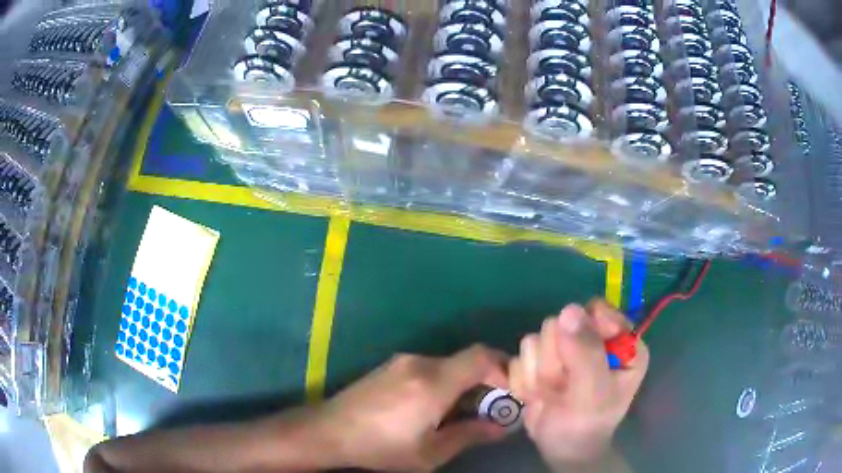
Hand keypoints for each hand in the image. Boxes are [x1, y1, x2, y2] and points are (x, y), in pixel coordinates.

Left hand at [309, 345, 509, 471]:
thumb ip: (469, 435)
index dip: (503, 368)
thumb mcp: (429, 452)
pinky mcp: (390, 366)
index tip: (508, 394)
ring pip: (448, 365)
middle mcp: (420, 363)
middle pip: (466, 360)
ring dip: (462, 384)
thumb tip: (501, 427)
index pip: (481, 356)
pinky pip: (429, 367)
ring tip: (459, 413)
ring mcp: (402, 361)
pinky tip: (431, 408)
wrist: (329, 431)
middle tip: (487, 410)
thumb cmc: (381, 447)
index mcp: (433, 382)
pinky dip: (443, 382)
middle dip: (485, 381)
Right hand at [508, 300, 648, 466]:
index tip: (577, 363)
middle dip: (556, 361)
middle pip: (560, 323)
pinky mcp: (539, 360)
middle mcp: (594, 338)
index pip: (596, 310)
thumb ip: (586, 352)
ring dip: (539, 373)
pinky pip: (520, 357)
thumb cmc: (587, 424)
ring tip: (552, 394)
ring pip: (536, 339)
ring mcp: (564, 349)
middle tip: (564, 387)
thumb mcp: (594, 392)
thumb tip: (569, 310)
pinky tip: (538, 396)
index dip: (582, 334)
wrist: (560, 449)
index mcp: (621, 341)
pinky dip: (525, 380)